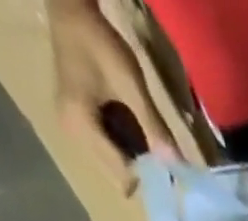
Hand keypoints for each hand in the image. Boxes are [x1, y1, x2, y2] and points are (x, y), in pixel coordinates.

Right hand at [47, 0, 177, 190]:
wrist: (70, 10)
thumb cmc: (98, 43)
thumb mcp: (131, 86)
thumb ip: (154, 128)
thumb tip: (177, 165)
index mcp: (81, 126)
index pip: (122, 175)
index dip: (150, 178)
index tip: (171, 171)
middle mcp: (73, 135)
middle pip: (118, 175)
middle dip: (144, 173)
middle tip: (165, 157)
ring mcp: (74, 130)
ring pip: (115, 166)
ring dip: (137, 162)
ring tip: (155, 146)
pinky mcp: (79, 124)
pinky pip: (110, 150)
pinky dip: (128, 150)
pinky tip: (141, 137)